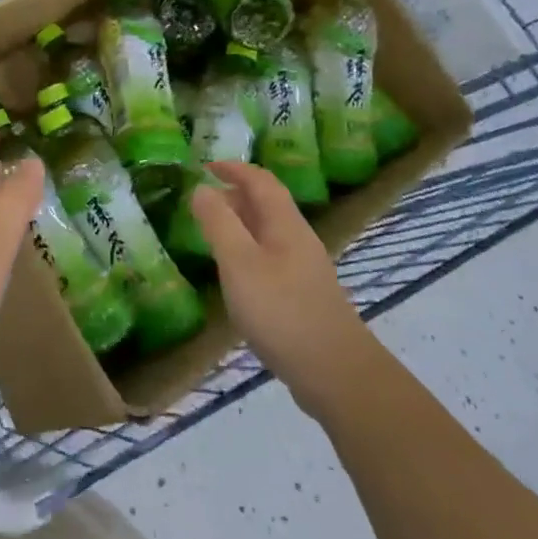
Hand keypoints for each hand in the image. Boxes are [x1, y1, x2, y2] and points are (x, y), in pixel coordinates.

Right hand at [188, 162, 372, 416]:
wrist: (336, 373)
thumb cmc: (282, 311)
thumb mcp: (239, 263)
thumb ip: (218, 223)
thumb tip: (201, 188)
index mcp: (285, 223)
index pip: (260, 180)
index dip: (234, 168)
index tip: (205, 165)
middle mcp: (298, 239)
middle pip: (267, 204)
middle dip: (235, 194)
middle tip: (202, 201)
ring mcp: (305, 269)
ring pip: (269, 232)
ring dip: (241, 224)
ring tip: (212, 234)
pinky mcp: (304, 295)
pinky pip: (271, 257)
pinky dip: (248, 251)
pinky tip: (236, 275)